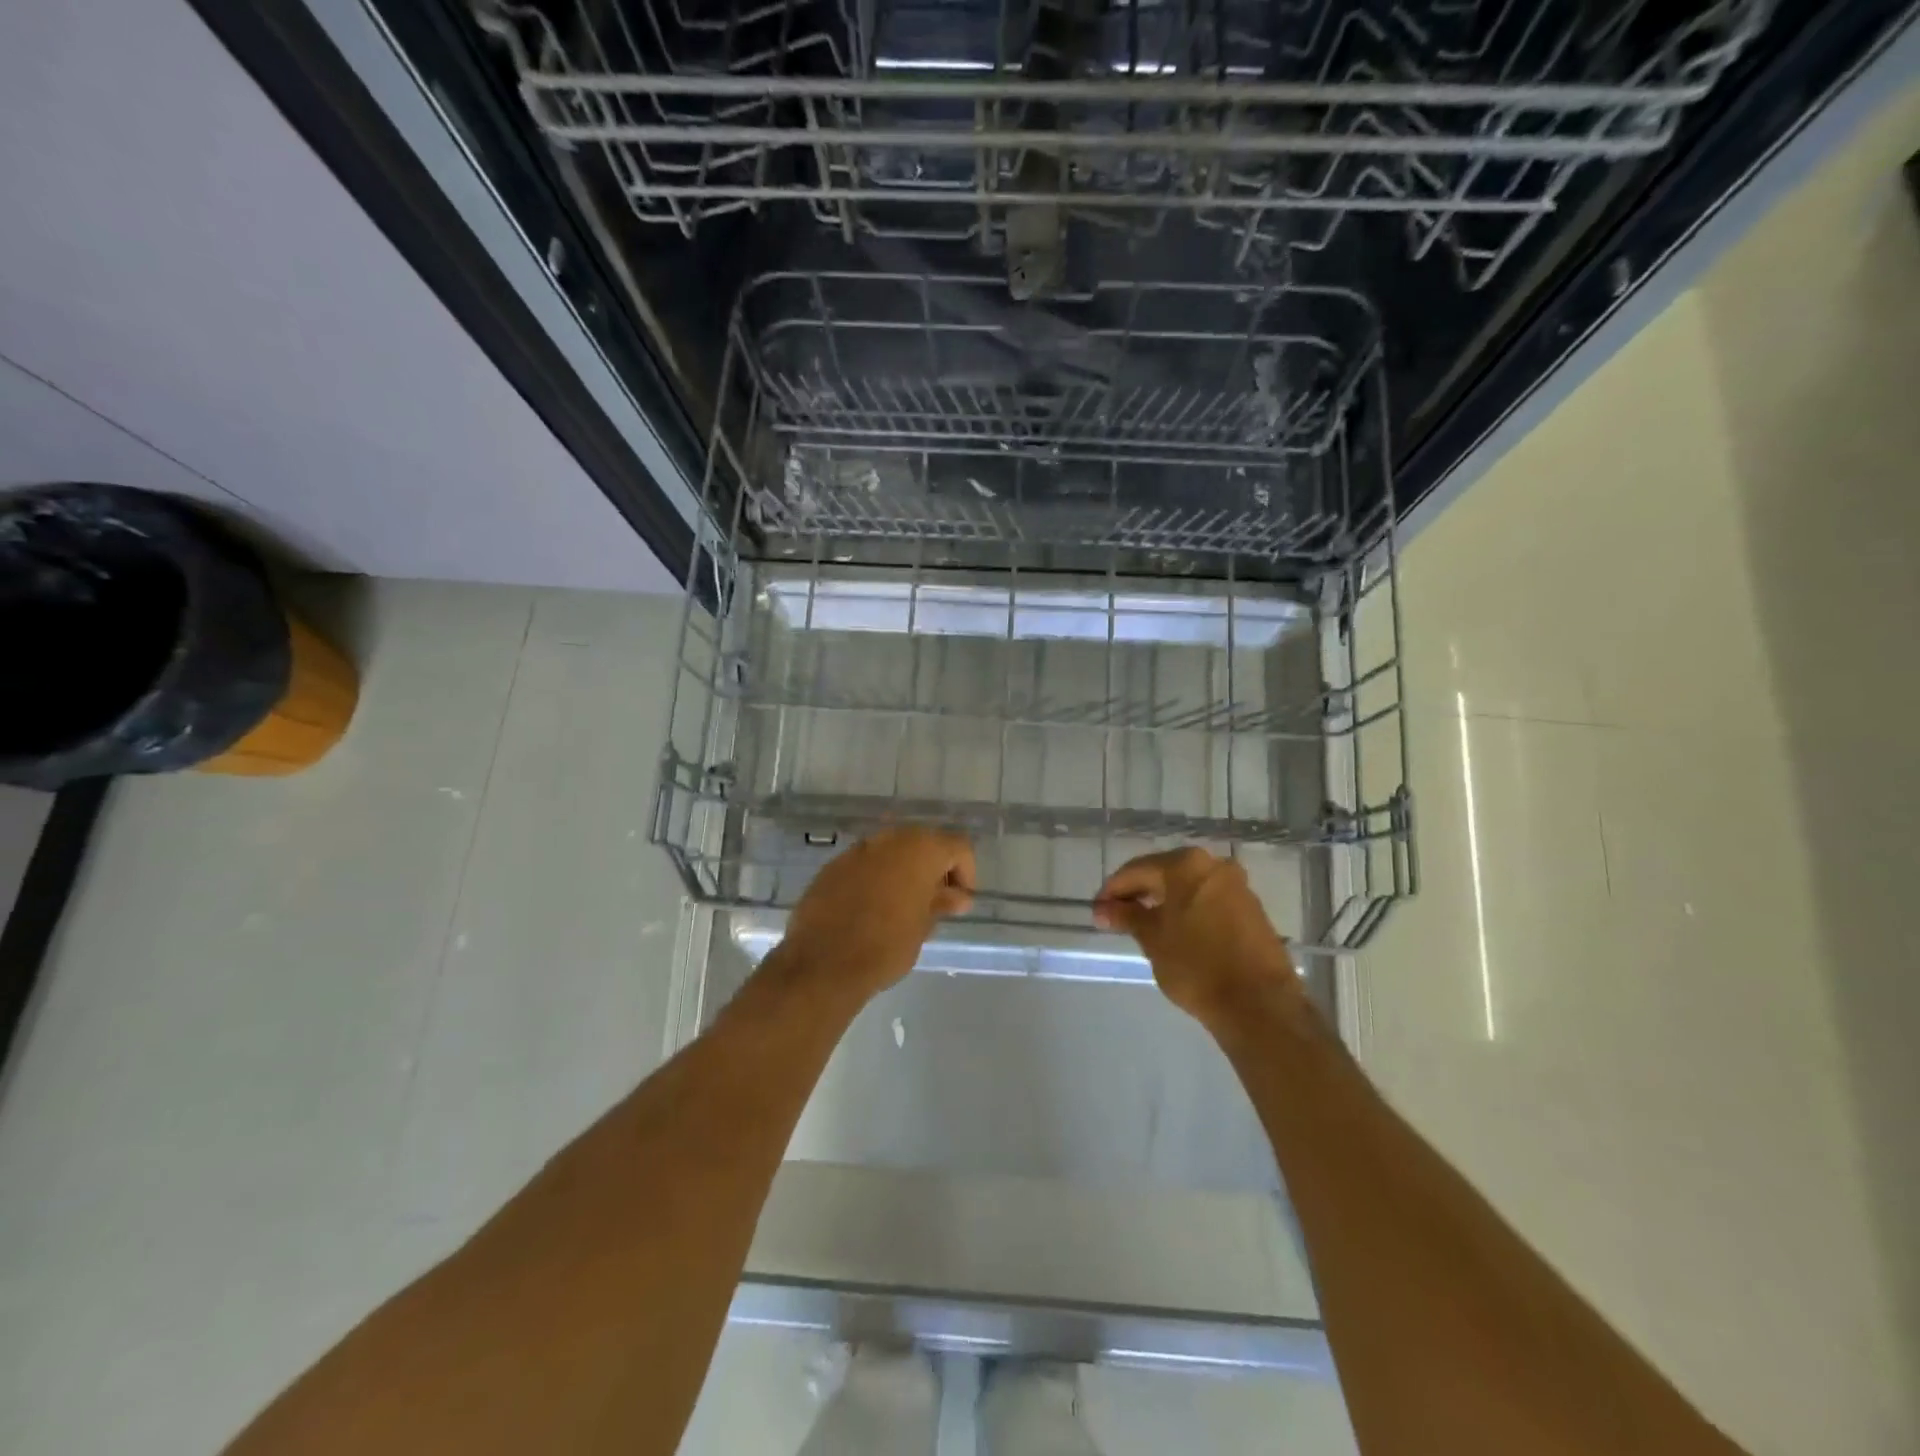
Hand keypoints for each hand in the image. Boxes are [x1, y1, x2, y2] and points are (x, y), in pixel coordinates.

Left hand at [779, 828, 975, 1002]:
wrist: (823, 963)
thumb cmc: (887, 945)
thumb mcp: (924, 927)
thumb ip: (942, 903)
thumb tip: (959, 897)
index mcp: (921, 849)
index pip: (958, 847)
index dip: (965, 872)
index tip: (959, 901)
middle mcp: (890, 839)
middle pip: (923, 843)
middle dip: (933, 868)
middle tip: (934, 902)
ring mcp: (858, 849)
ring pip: (892, 851)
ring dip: (903, 871)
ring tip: (902, 906)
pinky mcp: (833, 866)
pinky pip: (865, 864)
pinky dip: (875, 878)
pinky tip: (871, 908)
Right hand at [1094, 848, 1299, 1021]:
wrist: (1259, 1004)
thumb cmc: (1196, 965)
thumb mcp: (1153, 939)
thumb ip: (1127, 916)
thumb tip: (1103, 909)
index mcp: (1185, 864)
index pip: (1137, 870)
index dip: (1113, 890)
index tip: (1097, 911)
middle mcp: (1213, 865)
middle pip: (1164, 873)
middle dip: (1139, 893)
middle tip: (1116, 916)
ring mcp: (1237, 886)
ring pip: (1188, 887)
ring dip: (1163, 901)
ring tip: (1143, 925)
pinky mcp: (1251, 908)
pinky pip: (1207, 900)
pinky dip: (1187, 910)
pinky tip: (1175, 931)